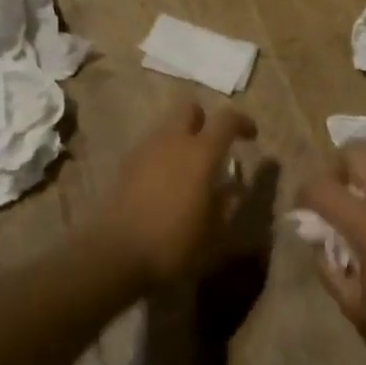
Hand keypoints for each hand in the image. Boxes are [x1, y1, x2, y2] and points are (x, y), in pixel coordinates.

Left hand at [96, 101, 258, 286]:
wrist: (114, 256)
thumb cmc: (174, 245)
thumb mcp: (215, 235)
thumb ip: (228, 206)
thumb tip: (234, 189)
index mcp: (201, 153)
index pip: (226, 119)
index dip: (242, 122)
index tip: (251, 137)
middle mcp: (172, 141)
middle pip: (189, 109)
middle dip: (204, 120)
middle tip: (213, 145)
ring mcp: (144, 151)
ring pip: (167, 128)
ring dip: (181, 138)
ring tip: (189, 169)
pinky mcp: (124, 166)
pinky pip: (150, 148)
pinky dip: (162, 156)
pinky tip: (165, 184)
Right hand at [298, 143, 365, 364]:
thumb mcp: (358, 309)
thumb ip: (331, 272)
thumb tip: (322, 248)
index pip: (321, 185)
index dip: (303, 194)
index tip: (302, 214)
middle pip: (357, 151)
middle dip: (336, 168)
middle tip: (333, 203)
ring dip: (363, 186)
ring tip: (360, 228)